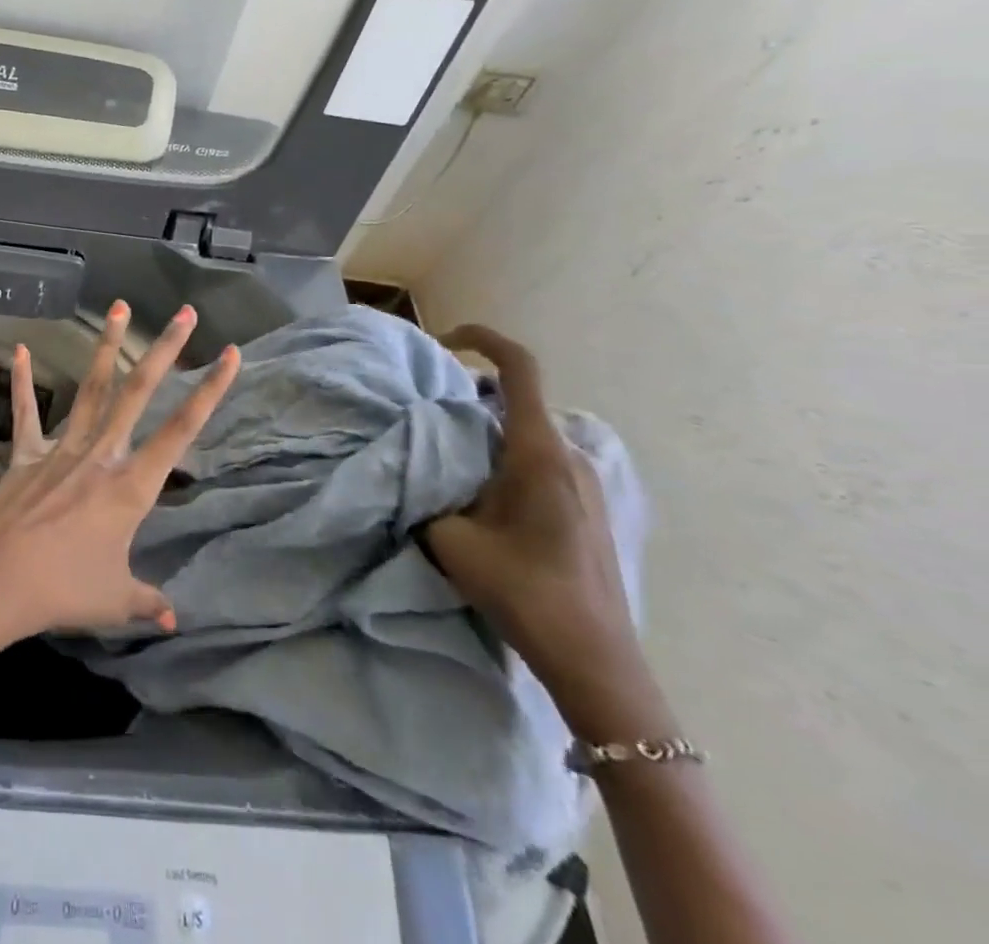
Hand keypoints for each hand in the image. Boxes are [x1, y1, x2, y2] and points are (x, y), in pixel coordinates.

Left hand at [0, 301, 238, 665]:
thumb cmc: (61, 591)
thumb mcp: (114, 601)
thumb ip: (146, 601)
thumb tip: (173, 618)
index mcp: (130, 487)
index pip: (182, 431)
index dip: (210, 391)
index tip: (231, 354)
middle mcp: (101, 455)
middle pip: (139, 391)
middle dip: (165, 350)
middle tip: (185, 313)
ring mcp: (61, 449)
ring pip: (91, 388)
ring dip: (107, 347)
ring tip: (119, 307)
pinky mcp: (25, 455)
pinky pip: (26, 413)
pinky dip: (21, 382)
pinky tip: (17, 348)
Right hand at [425, 325, 666, 737]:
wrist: (597, 664)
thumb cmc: (525, 592)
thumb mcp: (450, 539)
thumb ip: (422, 494)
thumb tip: (406, 473)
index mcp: (538, 452)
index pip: (520, 368)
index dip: (483, 339)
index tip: (446, 341)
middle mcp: (569, 456)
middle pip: (517, 401)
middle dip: (469, 399)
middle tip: (427, 422)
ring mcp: (586, 484)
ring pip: (527, 434)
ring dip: (486, 435)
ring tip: (447, 466)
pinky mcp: (589, 509)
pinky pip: (541, 462)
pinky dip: (504, 460)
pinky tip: (482, 502)